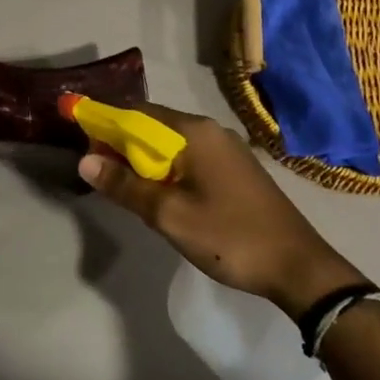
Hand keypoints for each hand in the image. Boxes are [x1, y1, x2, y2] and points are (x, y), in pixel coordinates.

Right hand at [78, 104, 362, 319]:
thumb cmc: (229, 236)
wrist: (297, 266)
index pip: (137, 112)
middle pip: (154, 126)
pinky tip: (157, 193)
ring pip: (171, 144)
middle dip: (122, 143)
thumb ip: (125, 186)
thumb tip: (85, 161)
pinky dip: (166, 168)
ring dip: (143, 158)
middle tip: (98, 170)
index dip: (105, 123)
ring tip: (121, 184)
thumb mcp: (169, 214)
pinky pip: (189, 158)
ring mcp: (226, 150)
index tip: (82, 141)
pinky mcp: (235, 170)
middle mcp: (210, 131)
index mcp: (194, 132)